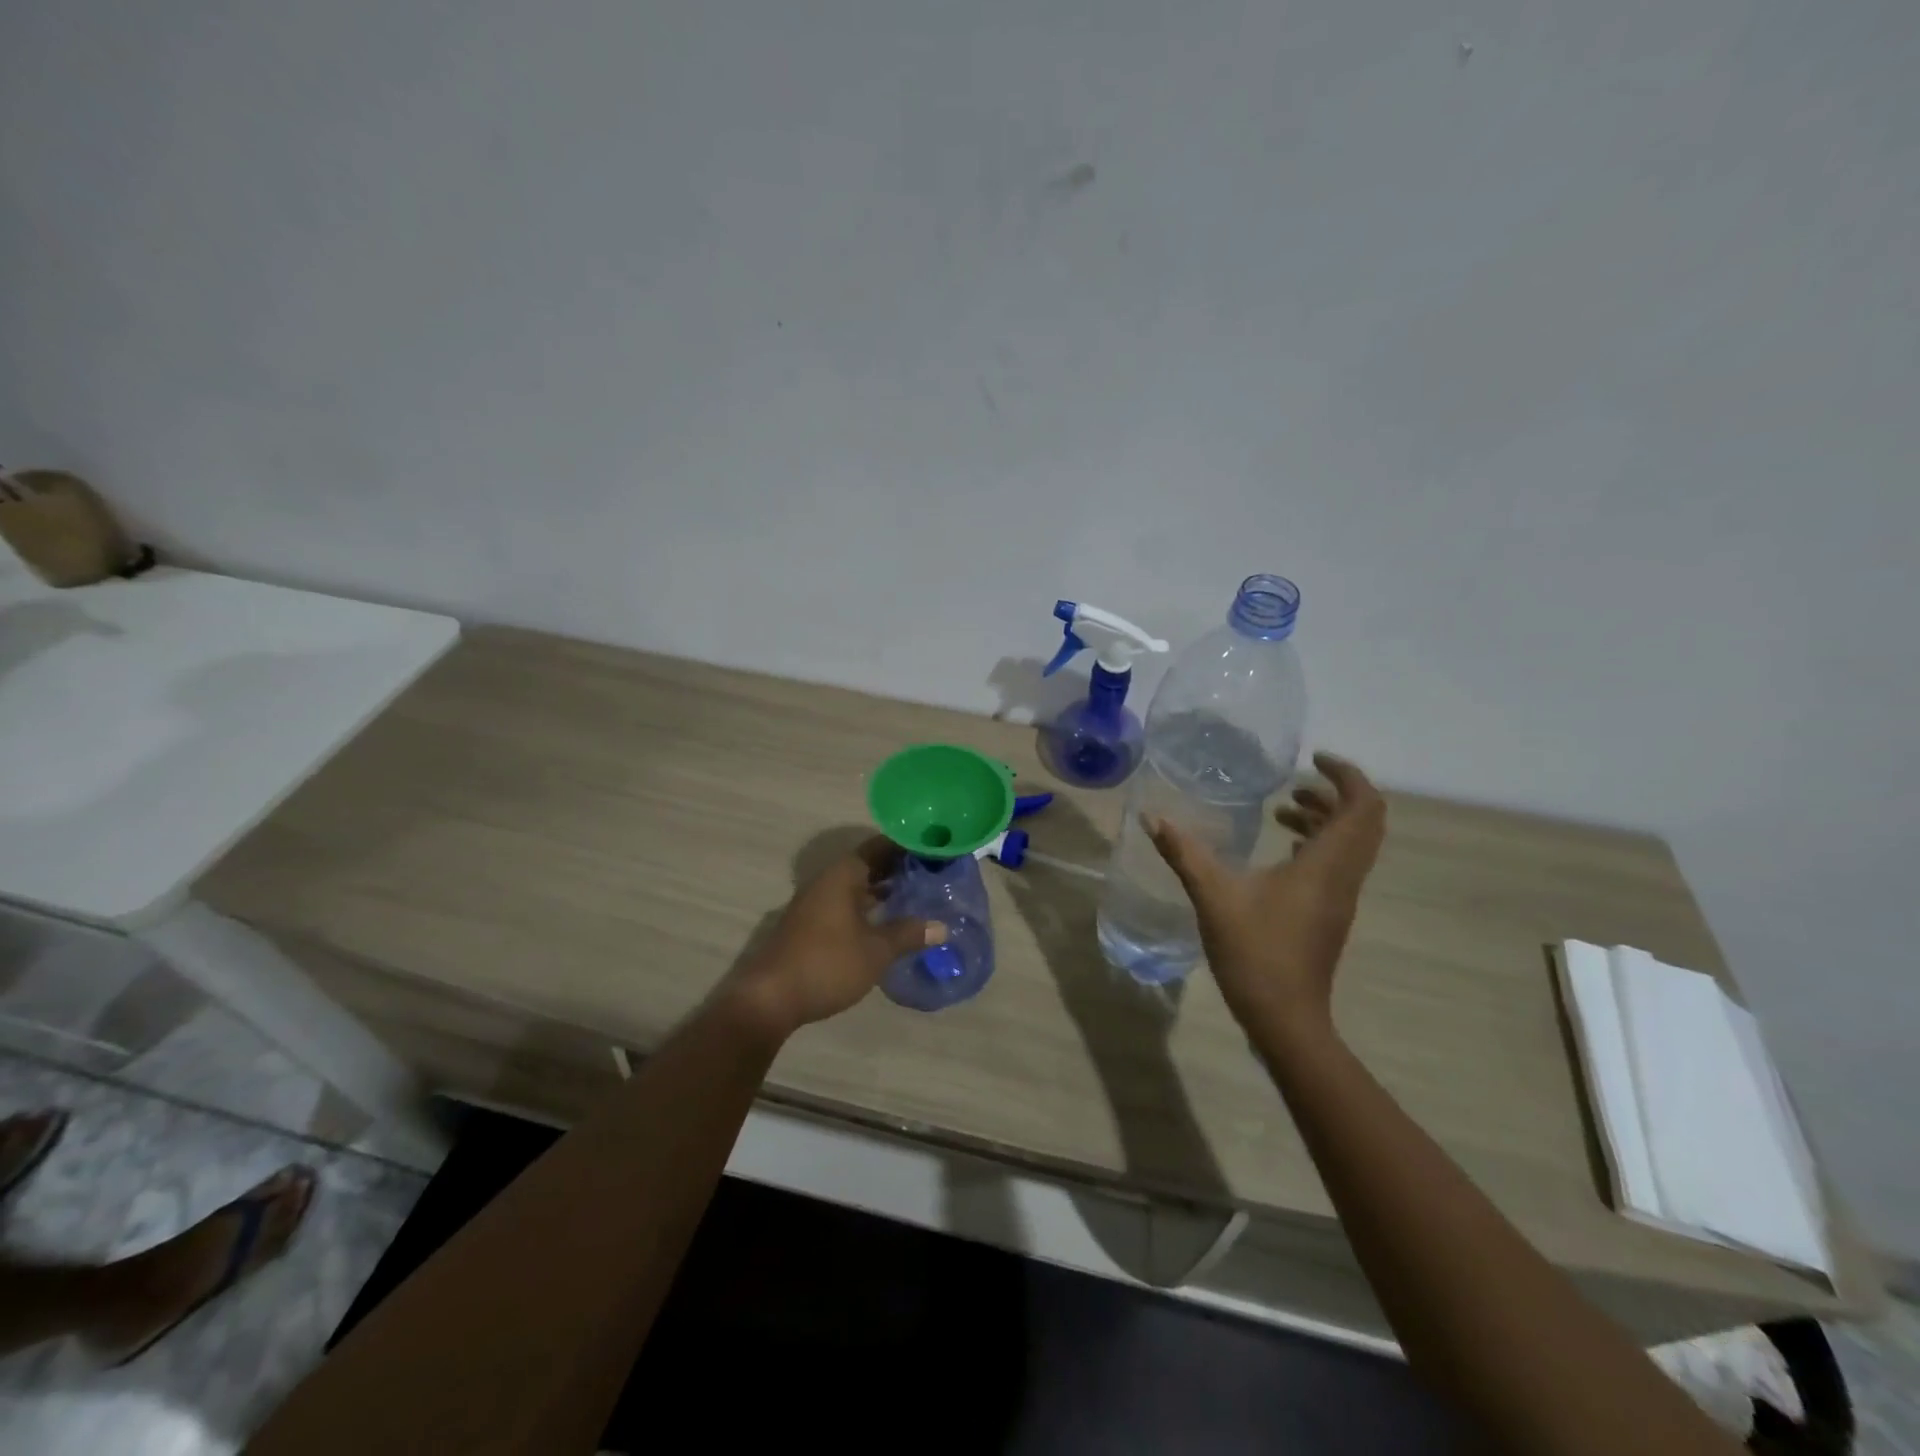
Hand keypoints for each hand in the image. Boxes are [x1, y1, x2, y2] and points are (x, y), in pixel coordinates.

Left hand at [722, 837, 946, 1039]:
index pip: (880, 846)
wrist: (770, 998)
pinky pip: (847, 904)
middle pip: (868, 865)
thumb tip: (942, 927)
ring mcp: (816, 903)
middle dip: (899, 869)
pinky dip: (869, 907)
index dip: (907, 846)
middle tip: (934, 874)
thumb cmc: (827, 964)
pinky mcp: (811, 925)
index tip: (934, 849)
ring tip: (918, 896)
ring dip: (884, 890)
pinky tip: (888, 922)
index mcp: (843, 875)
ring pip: (857, 886)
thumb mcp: (875, 950)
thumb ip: (908, 934)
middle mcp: (828, 881)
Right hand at [1146, 752, 1385, 1041]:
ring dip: (1327, 819)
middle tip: (1297, 781)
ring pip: (1351, 844)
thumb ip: (1184, 853)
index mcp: (1326, 865)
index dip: (1347, 775)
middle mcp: (1343, 877)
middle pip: (1364, 822)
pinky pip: (1338, 865)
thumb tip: (1152, 817)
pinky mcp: (1329, 914)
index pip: (1361, 807)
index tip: (1313, 760)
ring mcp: (1340, 898)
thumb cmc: (1255, 953)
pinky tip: (1285, 849)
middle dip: (1336, 793)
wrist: (1285, 1018)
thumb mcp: (1213, 897)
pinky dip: (1319, 844)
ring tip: (1284, 808)